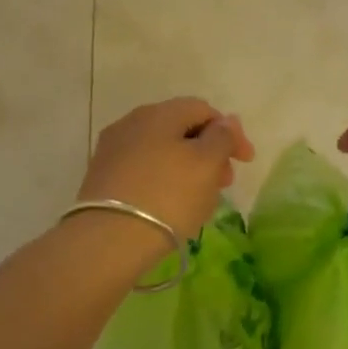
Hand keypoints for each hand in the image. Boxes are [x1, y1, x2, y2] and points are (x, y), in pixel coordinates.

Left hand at [79, 98, 254, 242]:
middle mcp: (131, 123)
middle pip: (181, 130)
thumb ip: (222, 137)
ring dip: (187, 169)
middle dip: (209, 152)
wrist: (109, 239)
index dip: (230, 132)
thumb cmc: (168, 195)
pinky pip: (144, 171)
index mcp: (159, 113)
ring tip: (201, 199)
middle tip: (224, 183)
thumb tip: (226, 121)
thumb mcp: (207, 163)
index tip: (245, 162)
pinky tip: (171, 206)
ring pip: (162, 152)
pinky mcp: (102, 178)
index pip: (203, 109)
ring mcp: (113, 151)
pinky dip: (164, 181)